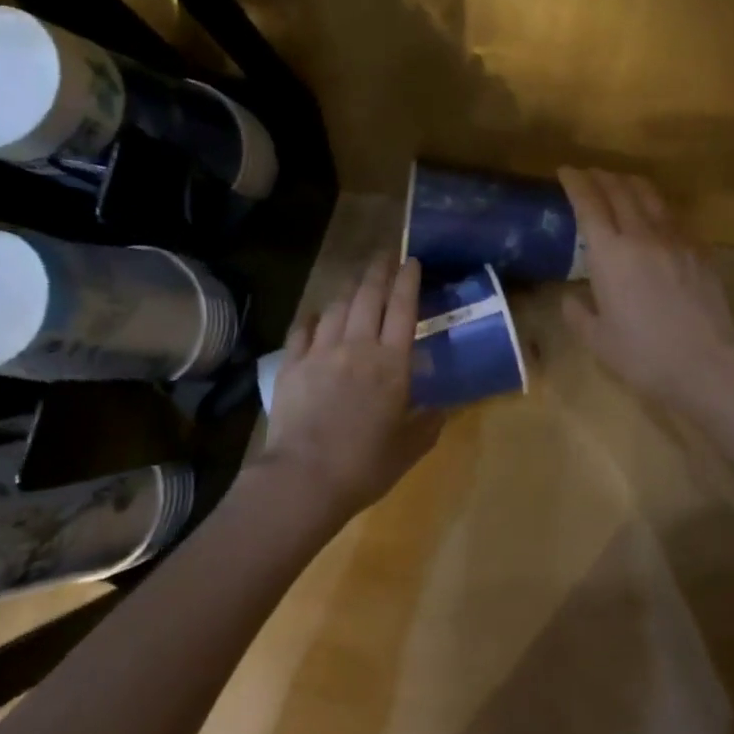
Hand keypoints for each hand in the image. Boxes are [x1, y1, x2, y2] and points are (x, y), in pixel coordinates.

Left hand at [259, 253, 443, 522]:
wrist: (304, 478)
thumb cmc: (366, 464)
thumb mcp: (410, 448)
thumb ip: (429, 423)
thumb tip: (441, 408)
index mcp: (391, 363)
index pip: (403, 309)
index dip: (408, 281)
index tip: (411, 260)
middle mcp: (357, 346)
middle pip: (368, 297)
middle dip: (379, 271)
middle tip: (385, 255)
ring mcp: (321, 352)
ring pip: (337, 307)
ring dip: (349, 288)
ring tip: (356, 279)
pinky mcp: (292, 365)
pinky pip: (303, 330)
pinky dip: (313, 317)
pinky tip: (317, 314)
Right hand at [559, 168, 733, 407]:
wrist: (710, 364)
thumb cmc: (645, 355)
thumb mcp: (598, 341)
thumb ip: (577, 314)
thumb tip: (570, 298)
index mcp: (610, 254)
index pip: (589, 203)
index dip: (576, 182)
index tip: (565, 171)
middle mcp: (642, 235)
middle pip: (620, 190)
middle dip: (601, 176)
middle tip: (589, 175)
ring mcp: (676, 239)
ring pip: (650, 196)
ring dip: (630, 183)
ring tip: (620, 184)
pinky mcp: (700, 250)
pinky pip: (674, 216)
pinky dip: (656, 207)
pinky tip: (655, 216)